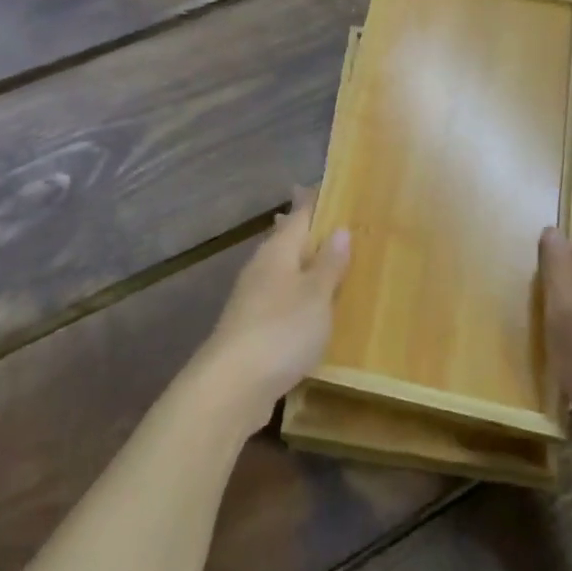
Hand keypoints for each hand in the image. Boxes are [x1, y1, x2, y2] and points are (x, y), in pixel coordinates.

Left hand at [197, 190, 350, 428]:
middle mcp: (262, 268)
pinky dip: (298, 293)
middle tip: (335, 221)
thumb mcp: (316, 295)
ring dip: (303, 263)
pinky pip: (281, 298)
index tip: (327, 185)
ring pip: (282, 269)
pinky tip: (309, 305)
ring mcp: (253, 298)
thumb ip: (329, 264)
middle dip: (307, 231)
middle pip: (286, 240)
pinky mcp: (252, 328)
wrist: (232, 385)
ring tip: (328, 260)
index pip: (298, 214)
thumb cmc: (281, 330)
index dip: (313, 200)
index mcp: (278, 251)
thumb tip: (339, 228)